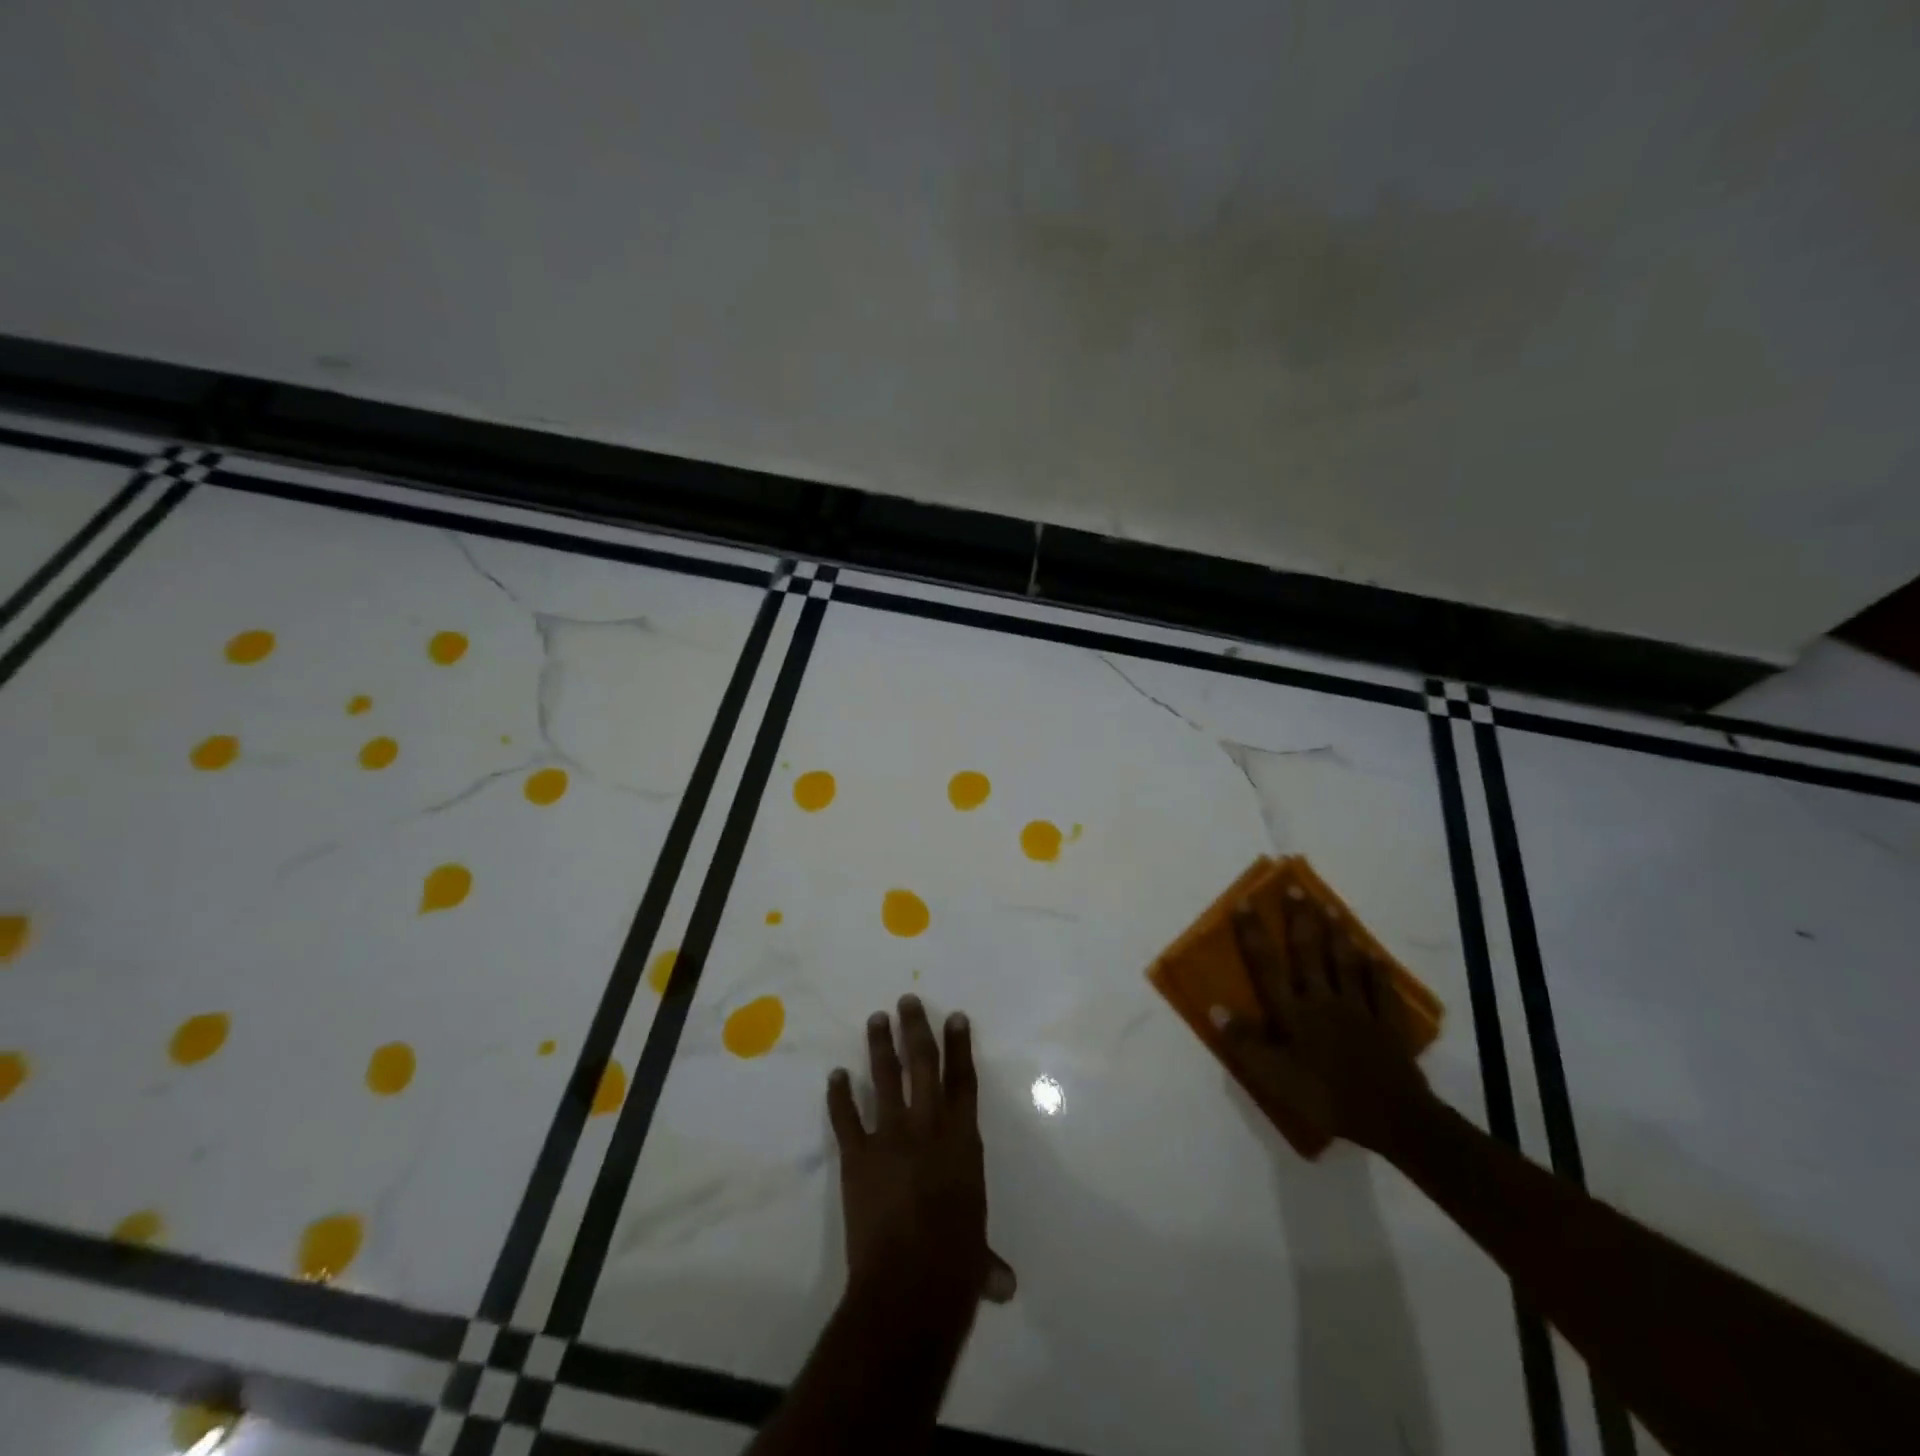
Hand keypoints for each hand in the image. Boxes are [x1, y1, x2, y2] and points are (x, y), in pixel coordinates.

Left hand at [828, 996, 1016, 1304]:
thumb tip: (1003, 1286)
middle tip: (908, 1000)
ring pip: (885, 1077)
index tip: (955, 1016)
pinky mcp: (857, 1155)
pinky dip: (838, 1095)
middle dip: (917, 1029)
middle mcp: (928, 1127)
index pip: (963, 1081)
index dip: (960, 1046)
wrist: (909, 1286)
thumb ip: (987, 1261)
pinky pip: (845, 1117)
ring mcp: (890, 1136)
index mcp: (962, 1141)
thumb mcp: (978, 1258)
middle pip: (923, 1064)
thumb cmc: (955, 1268)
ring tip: (876, 1018)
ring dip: (881, 1045)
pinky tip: (835, 1075)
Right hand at [1221, 897, 1435, 1155]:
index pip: (1266, 965)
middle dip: (1300, 919)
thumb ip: (1244, 1042)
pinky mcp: (1386, 1023)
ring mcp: (1357, 1008)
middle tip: (1296, 888)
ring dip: (1336, 933)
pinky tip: (1374, 954)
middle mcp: (1322, 999)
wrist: (1391, 1117)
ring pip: (1345, 962)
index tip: (1246, 901)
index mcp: (1292, 1011)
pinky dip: (1376, 970)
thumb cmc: (1324, 1097)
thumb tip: (1214, 1007)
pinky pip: (1380, 989)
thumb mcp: (1273, 1077)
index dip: (1254, 933)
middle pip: (1309, 953)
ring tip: (1330, 907)